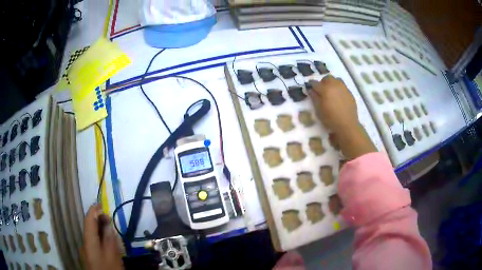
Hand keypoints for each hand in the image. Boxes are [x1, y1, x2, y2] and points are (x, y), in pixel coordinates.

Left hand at [83, 204, 123, 269]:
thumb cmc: (108, 269)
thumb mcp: (112, 255)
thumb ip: (109, 238)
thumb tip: (107, 223)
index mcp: (88, 241)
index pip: (88, 220)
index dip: (94, 210)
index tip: (101, 204)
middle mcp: (85, 243)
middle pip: (90, 228)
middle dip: (99, 222)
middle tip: (110, 220)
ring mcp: (86, 251)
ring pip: (93, 236)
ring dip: (101, 231)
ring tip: (111, 231)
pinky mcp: (90, 257)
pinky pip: (94, 244)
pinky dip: (100, 240)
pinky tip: (108, 244)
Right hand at [310, 75, 375, 159]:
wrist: (347, 125)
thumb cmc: (330, 119)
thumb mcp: (318, 110)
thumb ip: (314, 98)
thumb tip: (310, 90)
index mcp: (325, 89)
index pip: (315, 83)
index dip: (311, 86)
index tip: (310, 89)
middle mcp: (335, 85)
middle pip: (327, 78)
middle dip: (323, 82)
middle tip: (321, 91)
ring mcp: (344, 88)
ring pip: (336, 80)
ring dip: (332, 83)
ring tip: (331, 92)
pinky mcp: (350, 93)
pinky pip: (343, 87)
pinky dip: (339, 89)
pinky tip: (338, 98)